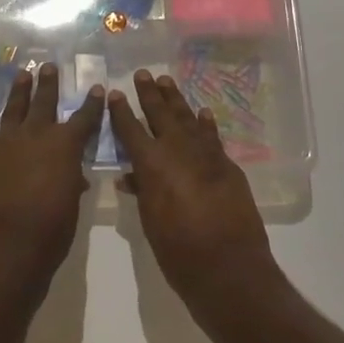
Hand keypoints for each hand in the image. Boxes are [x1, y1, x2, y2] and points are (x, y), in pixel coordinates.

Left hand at [0, 63, 104, 302]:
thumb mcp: (70, 208)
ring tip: (21, 75)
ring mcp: (3, 144)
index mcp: (64, 147)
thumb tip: (71, 177)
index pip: (84, 119)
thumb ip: (70, 184)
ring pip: (12, 109)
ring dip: (18, 92)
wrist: (2, 250)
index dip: (92, 104)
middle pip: (43, 102)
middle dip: (48, 84)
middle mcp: (34, 136)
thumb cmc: (48, 233)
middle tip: (48, 66)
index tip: (96, 88)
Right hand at [108, 71, 277, 318]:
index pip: (131, 130)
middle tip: (143, 74)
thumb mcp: (150, 222)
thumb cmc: (178, 252)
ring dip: (176, 100)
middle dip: (150, 94)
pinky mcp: (228, 166)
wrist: (230, 269)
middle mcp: (178, 151)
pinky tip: (201, 112)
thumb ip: (141, 192)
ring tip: (166, 81)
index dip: (121, 112)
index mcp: (152, 165)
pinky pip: (212, 137)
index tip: (114, 93)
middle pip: (161, 115)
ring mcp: (207, 156)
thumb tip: (130, 175)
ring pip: (188, 119)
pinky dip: (205, 123)